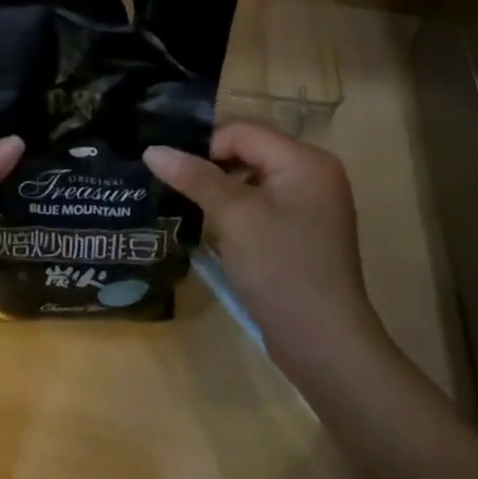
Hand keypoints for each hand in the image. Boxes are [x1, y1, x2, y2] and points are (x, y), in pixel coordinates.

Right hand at [145, 122, 385, 367]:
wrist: (325, 347)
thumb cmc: (282, 270)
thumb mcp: (234, 217)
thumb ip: (195, 176)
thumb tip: (152, 149)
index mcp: (305, 160)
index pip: (242, 131)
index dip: (204, 146)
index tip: (173, 171)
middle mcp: (313, 173)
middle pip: (247, 150)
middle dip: (209, 165)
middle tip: (172, 183)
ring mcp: (311, 203)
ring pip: (251, 176)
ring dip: (219, 187)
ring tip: (186, 202)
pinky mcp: (302, 230)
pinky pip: (261, 201)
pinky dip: (235, 207)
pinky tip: (212, 224)